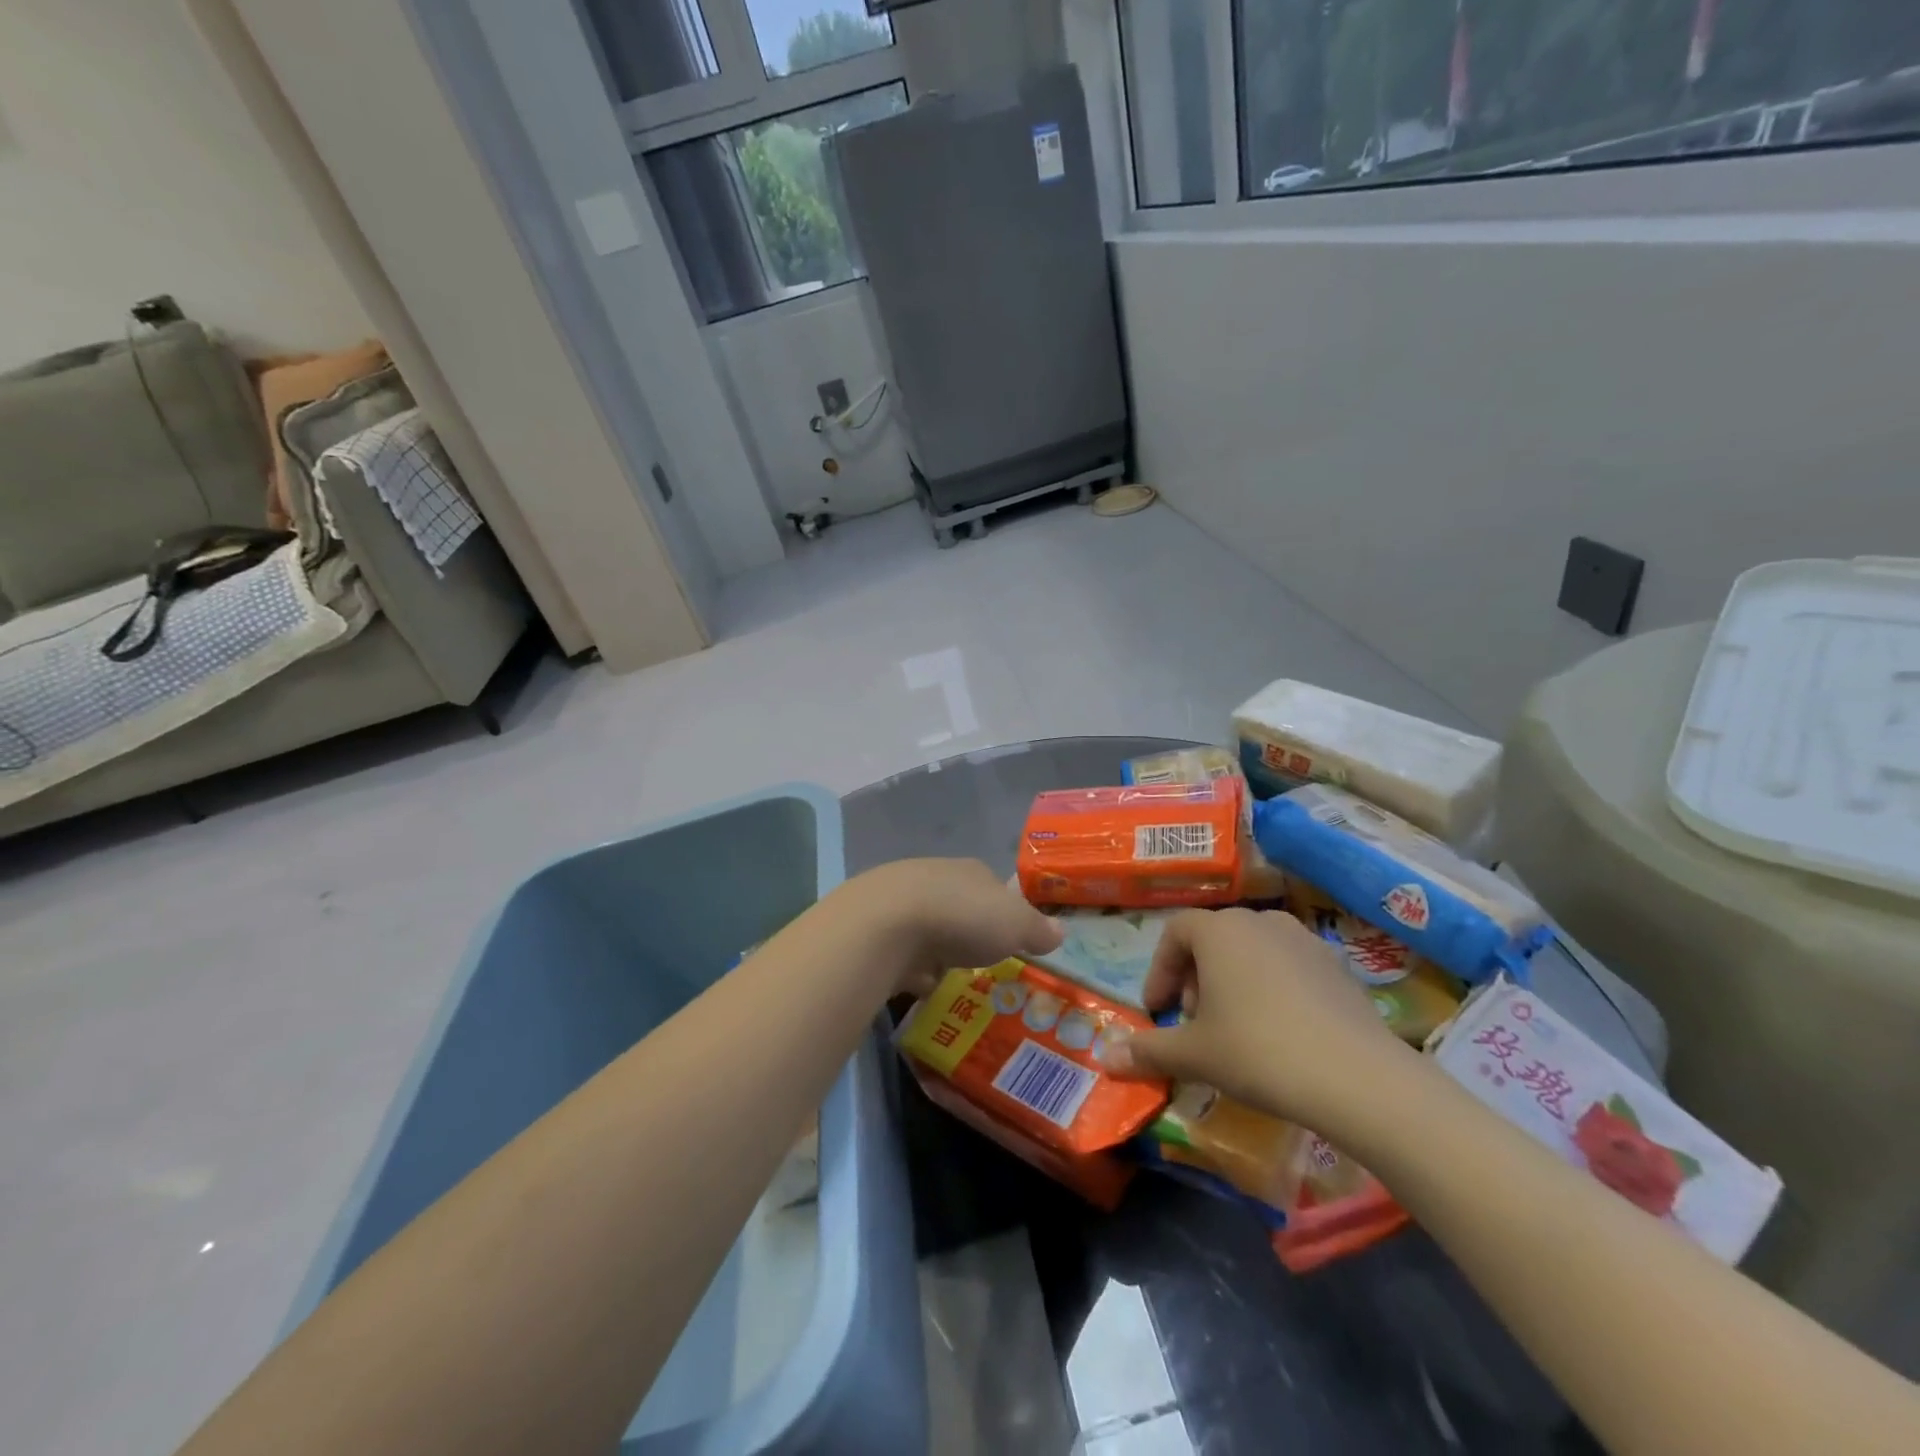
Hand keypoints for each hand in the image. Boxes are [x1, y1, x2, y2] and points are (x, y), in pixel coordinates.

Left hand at [836, 858, 1062, 997]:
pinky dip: (911, 964)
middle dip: (969, 931)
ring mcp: (902, 900)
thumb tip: (1060, 931)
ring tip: (950, 977)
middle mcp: (937, 877)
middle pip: (960, 905)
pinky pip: (903, 948)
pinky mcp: (876, 926)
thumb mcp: (1016, 925)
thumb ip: (1037, 929)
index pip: (995, 888)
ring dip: (938, 948)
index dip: (1005, 912)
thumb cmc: (962, 918)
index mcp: (973, 872)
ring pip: (930, 925)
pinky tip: (917, 983)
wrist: (886, 924)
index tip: (1011, 940)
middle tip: (980, 961)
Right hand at [1107, 908, 1411, 1130]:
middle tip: (1193, 1021)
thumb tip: (1104, 1058)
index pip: (1175, 932)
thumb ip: (1147, 1051)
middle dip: (1195, 977)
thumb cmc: (1259, 1052)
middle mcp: (1260, 921)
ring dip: (1232, 980)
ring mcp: (1304, 939)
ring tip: (1235, 1026)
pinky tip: (1280, 1032)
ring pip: (1252, 950)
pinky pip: (1288, 967)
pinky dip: (1272, 988)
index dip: (1159, 970)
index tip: (1157, 1010)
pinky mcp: (1338, 966)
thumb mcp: (1194, 1055)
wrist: (1359, 1077)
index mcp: (1220, 930)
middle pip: (1213, 938)